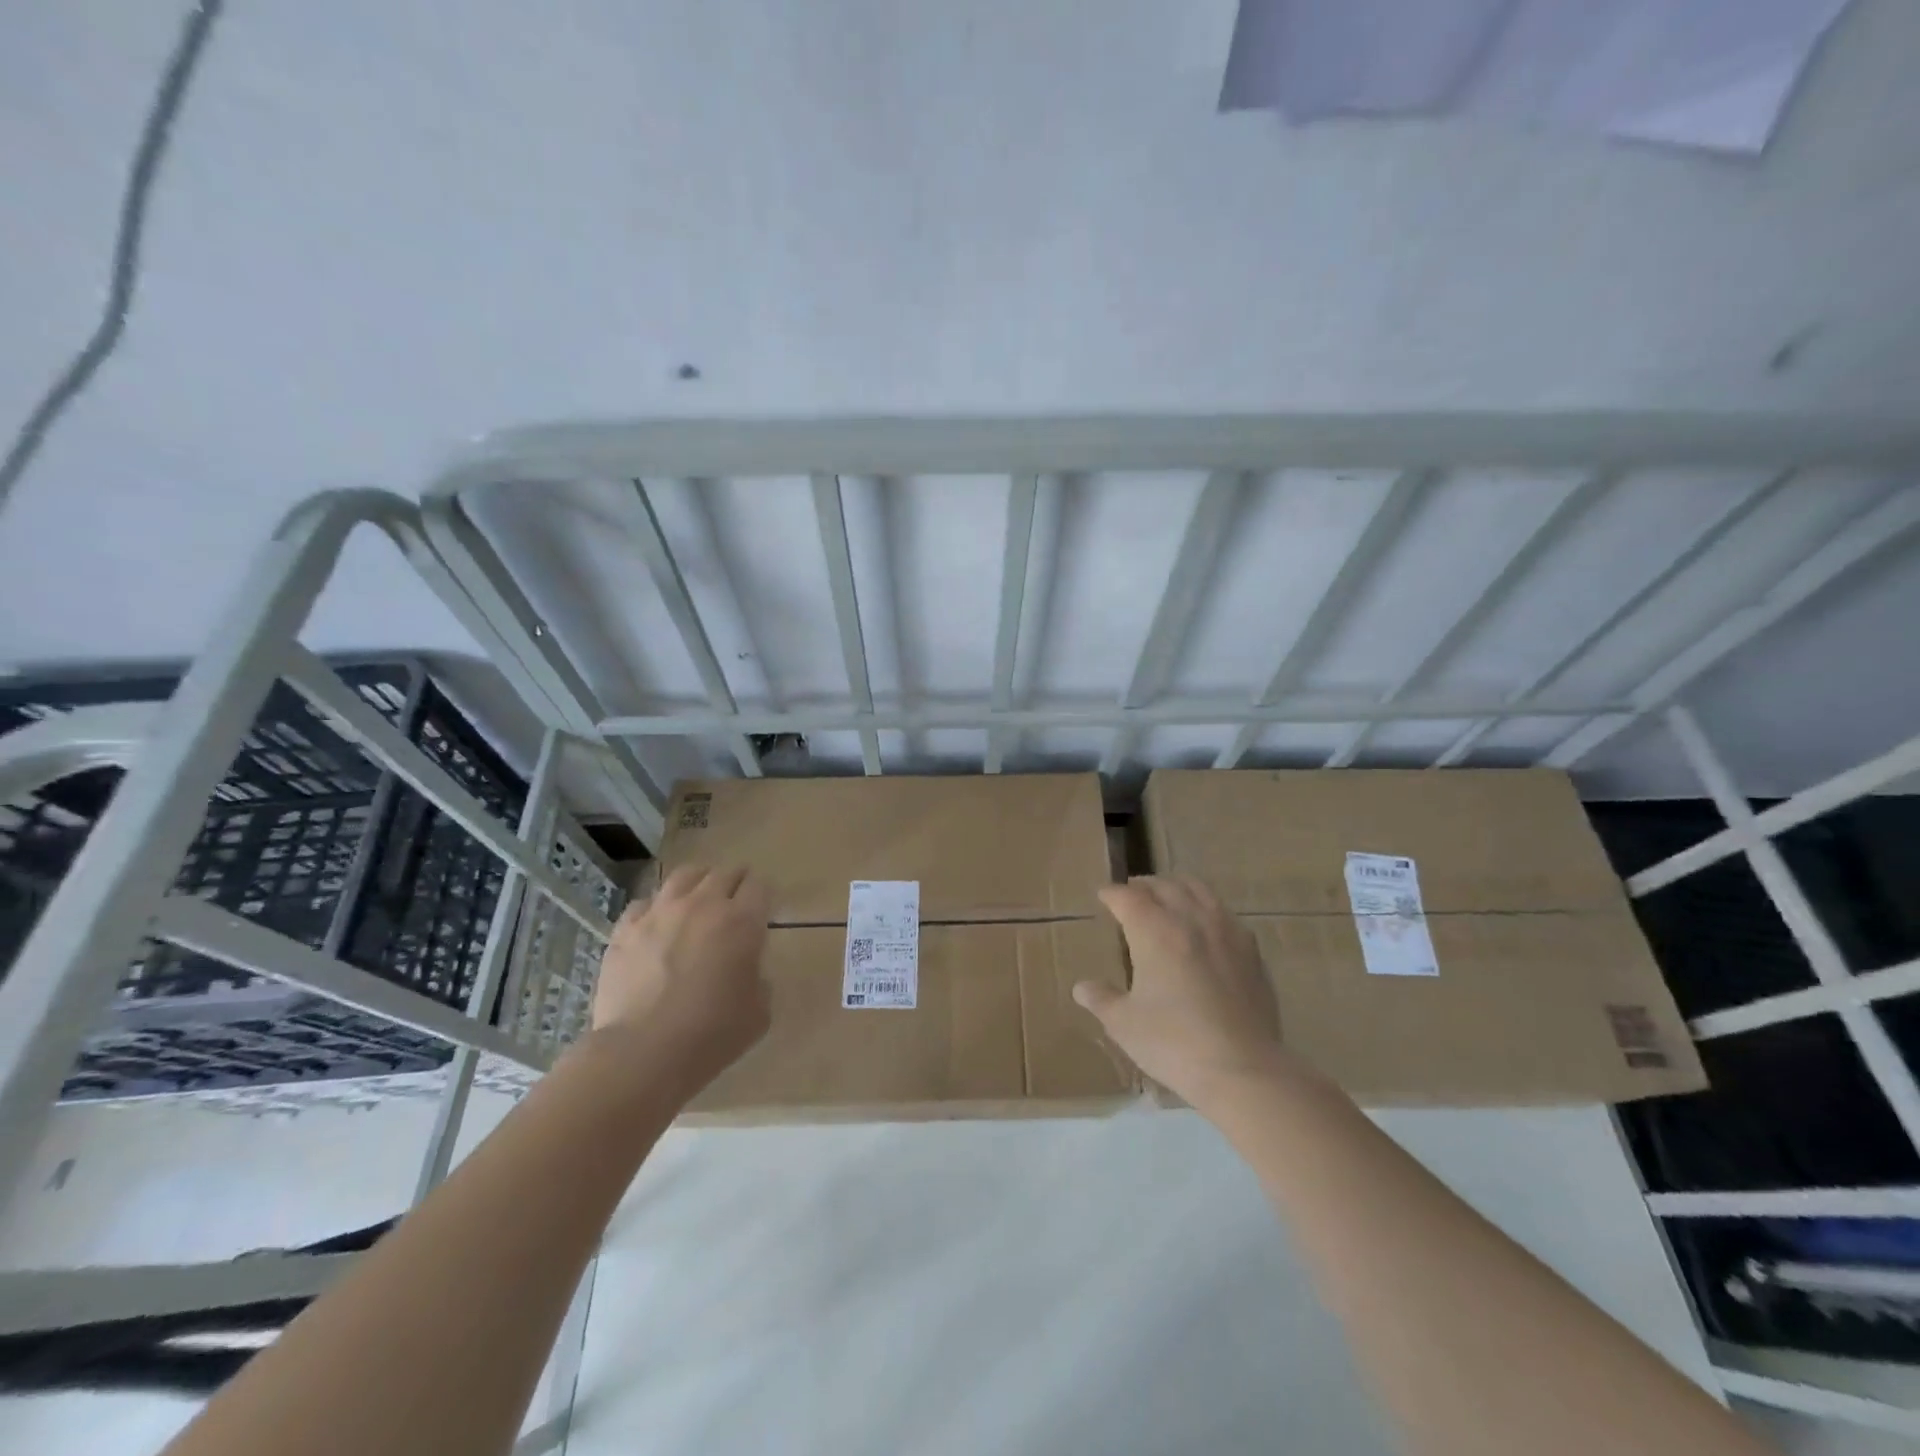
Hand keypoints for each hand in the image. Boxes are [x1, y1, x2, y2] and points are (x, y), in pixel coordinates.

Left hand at [590, 865, 771, 1092]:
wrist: (644, 1053)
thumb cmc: (712, 1033)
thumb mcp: (759, 1010)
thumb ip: (758, 978)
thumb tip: (745, 969)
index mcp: (742, 921)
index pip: (760, 886)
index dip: (763, 895)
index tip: (763, 909)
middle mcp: (703, 905)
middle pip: (724, 873)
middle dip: (735, 882)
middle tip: (736, 901)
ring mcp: (660, 913)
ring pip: (684, 876)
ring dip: (698, 882)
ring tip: (698, 898)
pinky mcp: (626, 929)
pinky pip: (644, 904)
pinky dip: (656, 909)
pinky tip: (657, 925)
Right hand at [1074, 876, 1284, 1106]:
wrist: (1243, 1069)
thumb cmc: (1173, 1043)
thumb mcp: (1123, 1024)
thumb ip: (1101, 999)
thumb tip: (1082, 988)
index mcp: (1155, 931)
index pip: (1128, 898)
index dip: (1112, 894)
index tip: (1103, 896)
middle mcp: (1191, 920)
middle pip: (1165, 886)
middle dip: (1145, 886)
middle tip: (1132, 894)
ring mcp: (1226, 932)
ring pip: (1200, 891)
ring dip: (1178, 888)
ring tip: (1169, 897)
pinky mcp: (1252, 952)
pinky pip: (1225, 915)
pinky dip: (1207, 910)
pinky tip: (1206, 927)